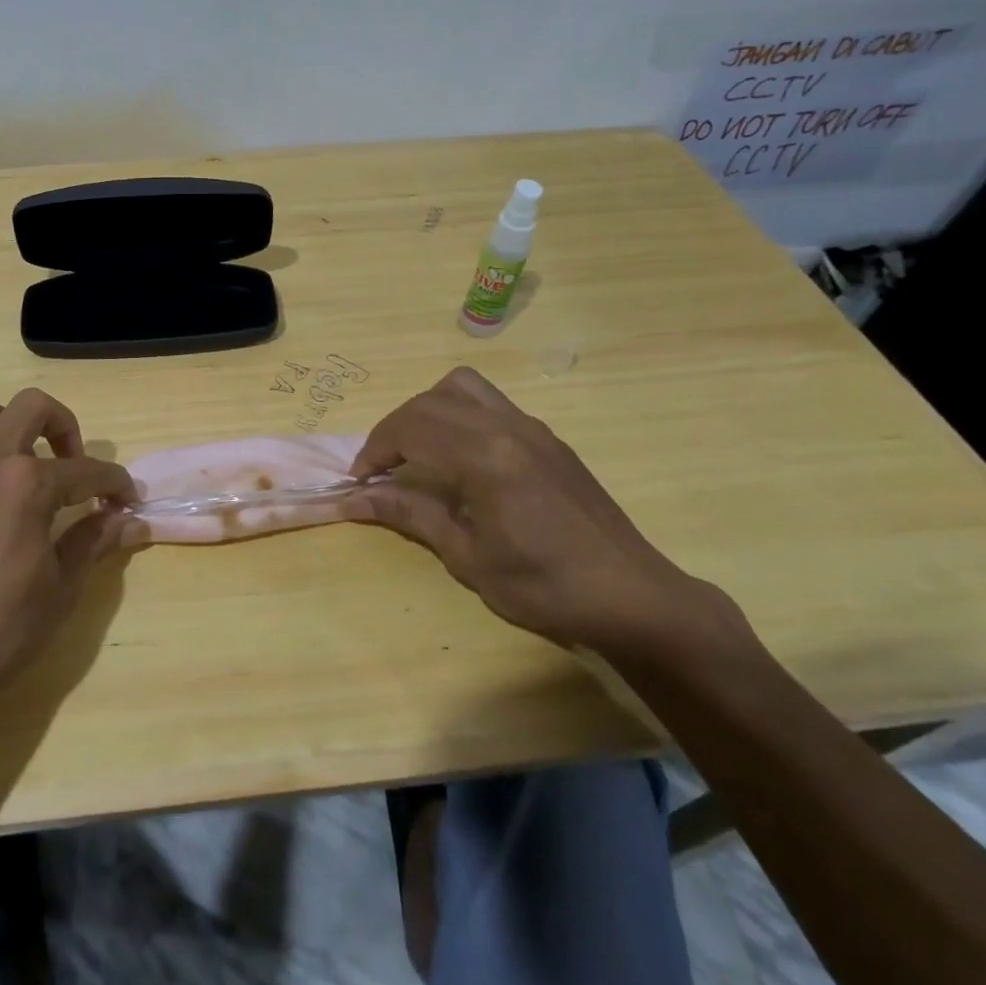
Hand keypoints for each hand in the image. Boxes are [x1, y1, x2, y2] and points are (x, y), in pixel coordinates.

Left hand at [0, 389, 134, 721]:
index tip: (127, 501)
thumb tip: (132, 522)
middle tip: (72, 465)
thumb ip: (95, 543)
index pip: (87, 471)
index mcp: (28, 484)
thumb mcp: (61, 589)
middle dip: (63, 425)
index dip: (115, 483)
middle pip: (30, 408)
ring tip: (10, 452)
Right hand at [348, 368, 735, 655]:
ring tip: (418, 452)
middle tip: (380, 472)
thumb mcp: (468, 556)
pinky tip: (461, 460)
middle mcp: (505, 427)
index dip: (374, 451)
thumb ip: (409, 515)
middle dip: (393, 430)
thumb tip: (351, 500)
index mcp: (484, 456)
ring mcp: (530, 427)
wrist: (633, 596)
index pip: (410, 429)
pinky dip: (458, 416)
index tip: (358, 482)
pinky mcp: (547, 438)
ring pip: (461, 388)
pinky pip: (489, 403)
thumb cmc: (545, 586)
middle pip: (429, 402)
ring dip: (427, 411)